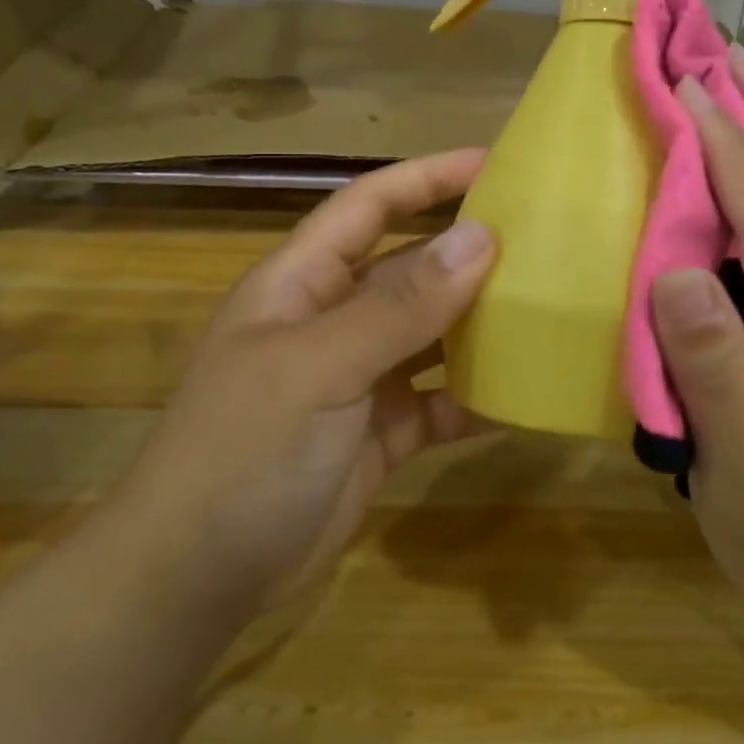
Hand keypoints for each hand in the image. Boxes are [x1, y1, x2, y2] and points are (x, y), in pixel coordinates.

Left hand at [108, 152, 496, 624]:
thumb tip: (482, 237)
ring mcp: (358, 379)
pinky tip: (523, 395)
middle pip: (409, 268)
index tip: (493, 164)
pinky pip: (439, 402)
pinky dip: (476, 398)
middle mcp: (332, 320)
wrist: (196, 579)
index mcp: (302, 282)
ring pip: (430, 334)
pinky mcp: (380, 434)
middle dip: (468, 251)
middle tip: (543, 241)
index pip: (369, 205)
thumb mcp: (321, 366)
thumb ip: (401, 305)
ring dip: (479, 324)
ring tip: (546, 308)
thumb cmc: (245, 451)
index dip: (426, 177)